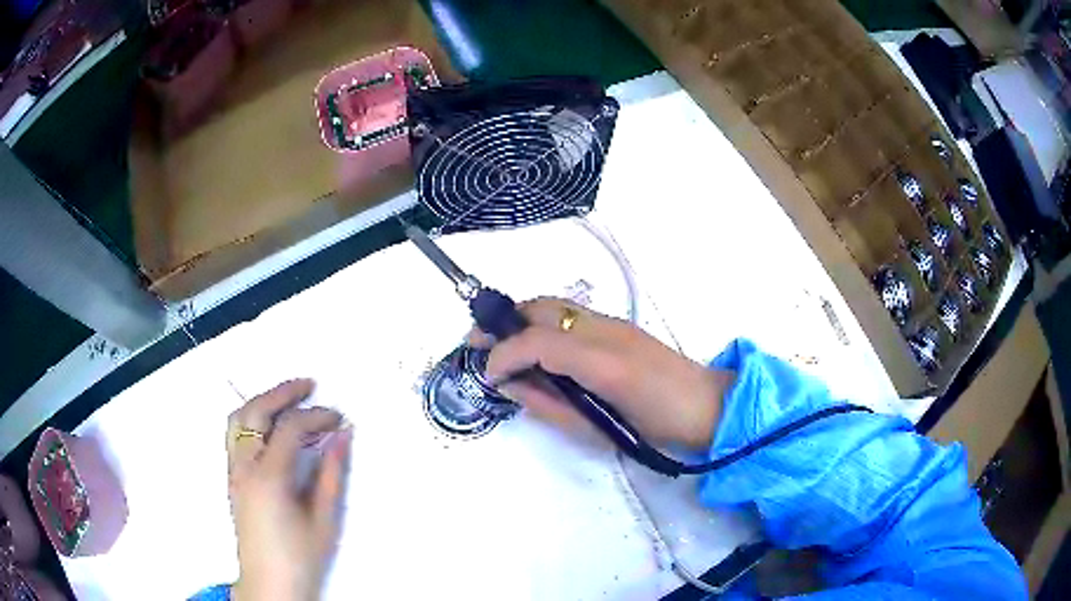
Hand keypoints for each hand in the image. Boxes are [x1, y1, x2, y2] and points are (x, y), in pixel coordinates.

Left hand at [226, 379, 350, 600]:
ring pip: (238, 418)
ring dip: (262, 401)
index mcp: (269, 477)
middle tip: (308, 384)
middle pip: (256, 411)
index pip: (290, 428)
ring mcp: (233, 470)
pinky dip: (251, 417)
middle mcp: (244, 466)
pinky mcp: (231, 477)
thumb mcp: (324, 519)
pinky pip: (234, 433)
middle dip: (283, 392)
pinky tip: (269, 425)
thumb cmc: (300, 556)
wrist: (269, 583)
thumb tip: (342, 435)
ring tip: (287, 397)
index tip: (338, 418)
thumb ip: (332, 473)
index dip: (316, 416)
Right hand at [470, 298, 732, 448]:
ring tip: (499, 341)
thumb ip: (549, 405)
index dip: (504, 354)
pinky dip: (541, 321)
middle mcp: (604, 330)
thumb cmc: (654, 428)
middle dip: (502, 321)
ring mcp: (613, 322)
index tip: (486, 373)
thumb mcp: (595, 429)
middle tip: (477, 342)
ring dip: (520, 318)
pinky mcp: (618, 323)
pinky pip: (569, 313)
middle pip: (541, 308)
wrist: (705, 406)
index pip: (537, 342)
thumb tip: (511, 386)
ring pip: (554, 304)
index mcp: (602, 362)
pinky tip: (535, 343)